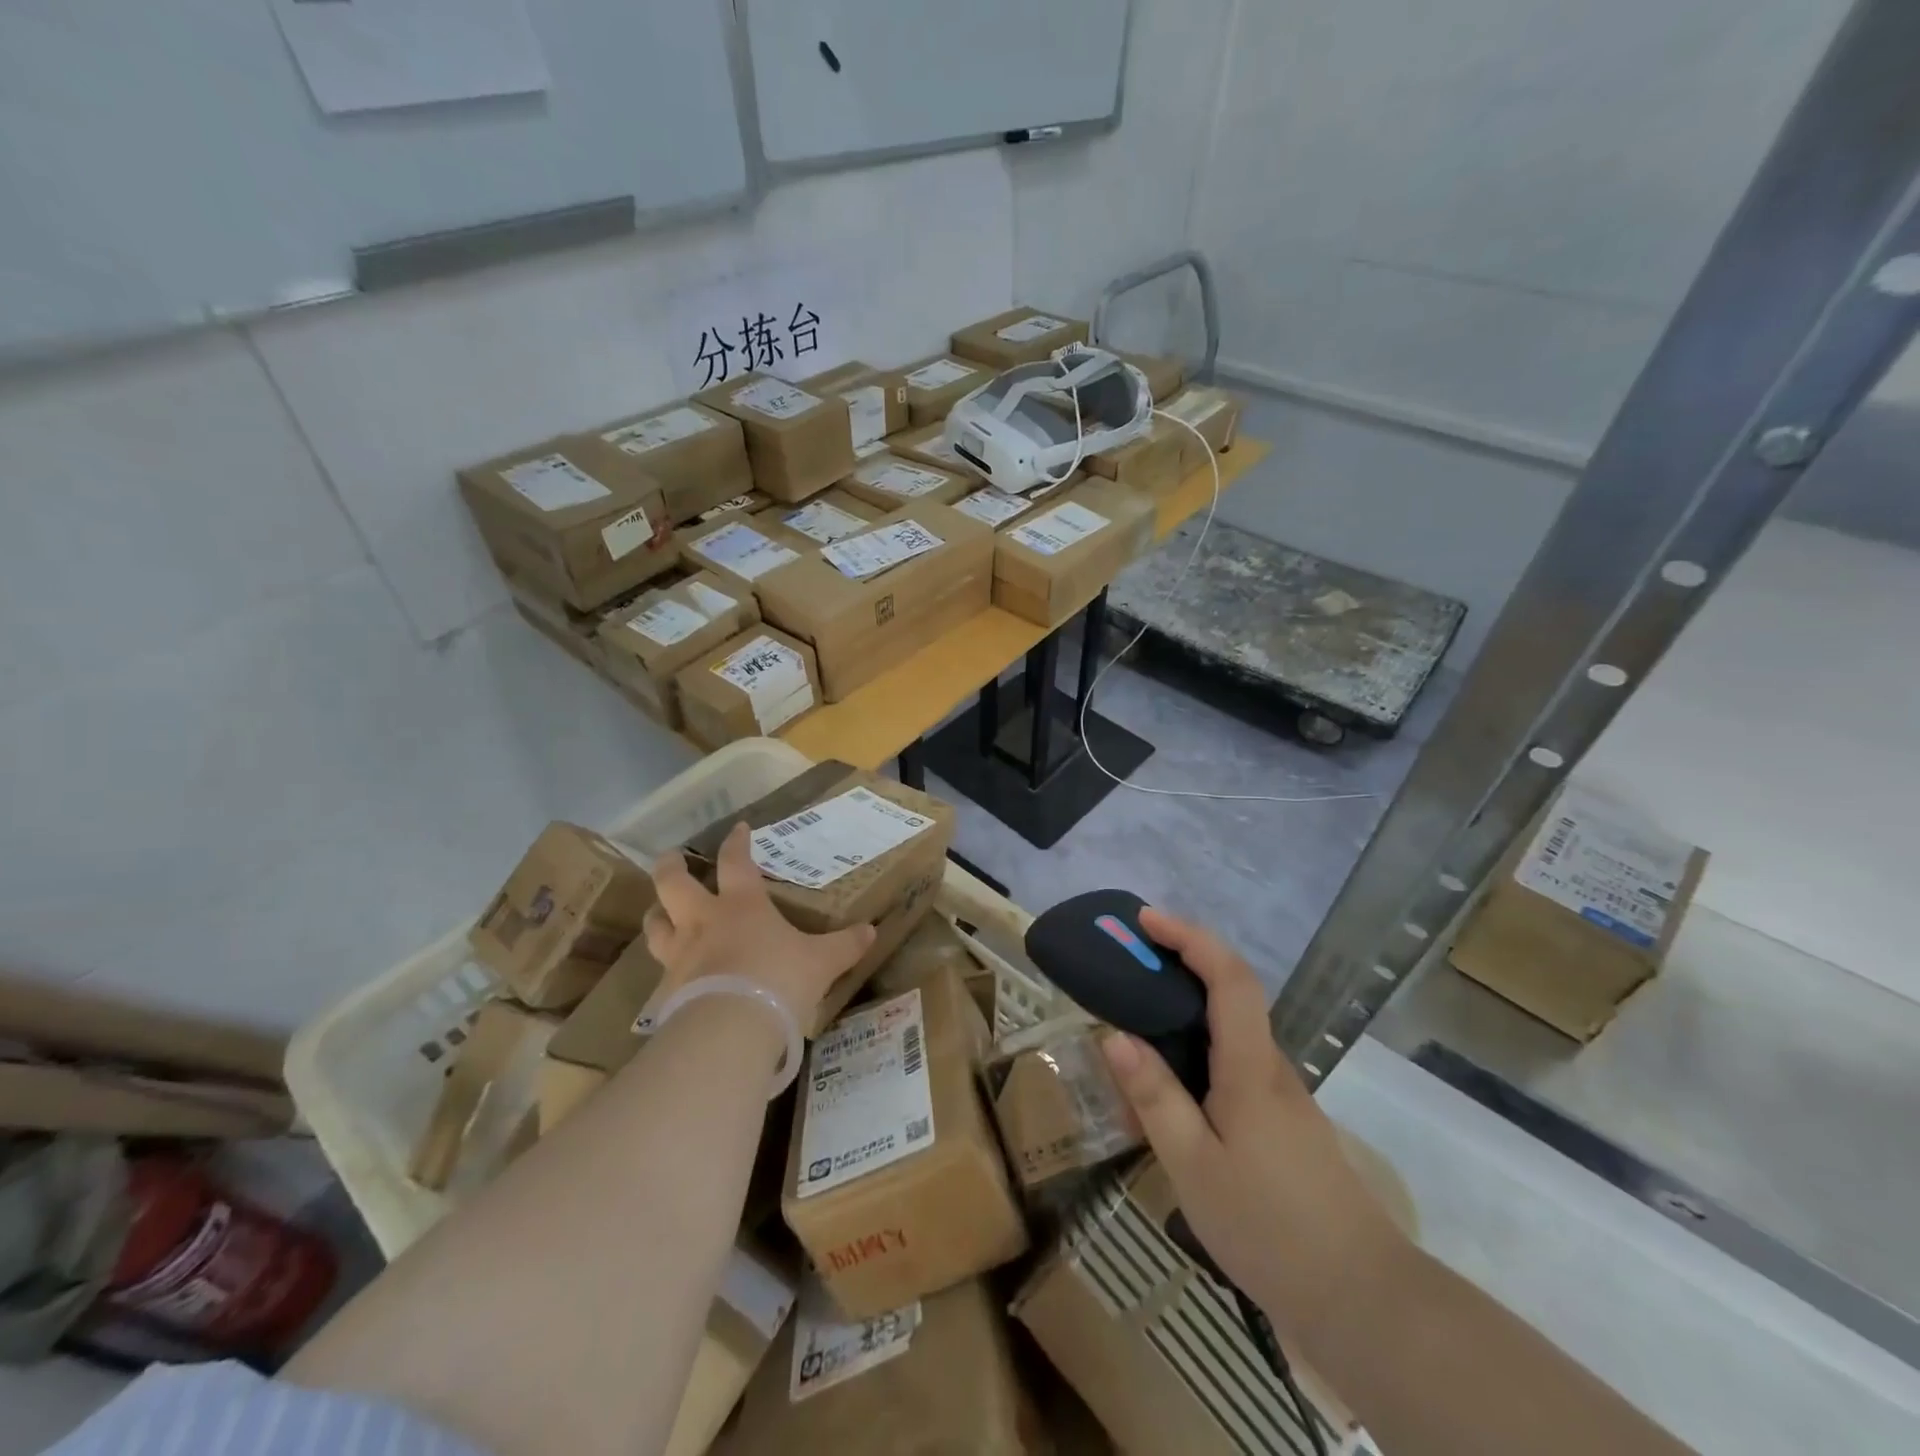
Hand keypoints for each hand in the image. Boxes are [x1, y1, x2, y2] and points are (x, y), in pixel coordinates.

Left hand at [643, 823, 875, 1028]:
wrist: (731, 1028)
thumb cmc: (779, 979)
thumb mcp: (822, 962)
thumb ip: (845, 946)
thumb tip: (871, 932)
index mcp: (742, 905)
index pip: (736, 861)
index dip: (737, 842)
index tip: (738, 828)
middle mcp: (704, 922)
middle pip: (674, 883)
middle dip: (671, 866)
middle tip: (671, 857)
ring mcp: (680, 955)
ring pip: (656, 925)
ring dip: (657, 914)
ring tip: (659, 912)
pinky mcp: (667, 991)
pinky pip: (660, 972)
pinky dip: (665, 967)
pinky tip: (672, 975)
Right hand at [1101, 907, 1407, 1347]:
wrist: (1359, 1300)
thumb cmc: (1269, 1227)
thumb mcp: (1193, 1166)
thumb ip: (1155, 1097)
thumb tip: (1115, 1035)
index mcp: (1251, 1067)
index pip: (1229, 977)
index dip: (1190, 937)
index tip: (1146, 920)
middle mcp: (1271, 1067)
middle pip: (1231, 993)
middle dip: (1181, 963)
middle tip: (1128, 963)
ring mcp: (1281, 1096)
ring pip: (1229, 1033)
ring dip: (1184, 1014)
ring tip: (1133, 1029)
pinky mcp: (1282, 1122)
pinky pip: (1233, 1067)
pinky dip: (1196, 1056)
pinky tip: (1168, 1096)